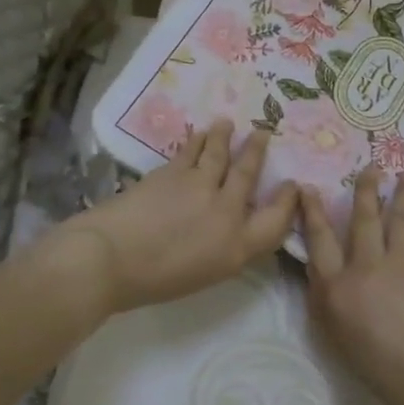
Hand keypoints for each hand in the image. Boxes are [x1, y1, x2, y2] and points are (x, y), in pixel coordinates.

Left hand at [55, 120, 298, 313]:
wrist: (111, 257)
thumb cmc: (153, 281)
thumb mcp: (204, 276)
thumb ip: (223, 249)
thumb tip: (227, 228)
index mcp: (236, 247)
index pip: (276, 221)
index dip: (288, 202)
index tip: (292, 185)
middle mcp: (226, 211)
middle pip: (249, 174)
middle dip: (257, 151)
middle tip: (263, 132)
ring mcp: (201, 186)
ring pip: (220, 152)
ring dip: (225, 136)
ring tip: (227, 123)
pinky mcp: (174, 171)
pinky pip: (192, 150)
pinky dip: (197, 140)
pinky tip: (199, 133)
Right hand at [298, 166, 403, 404]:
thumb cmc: (380, 371)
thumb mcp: (337, 340)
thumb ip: (328, 304)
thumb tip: (322, 277)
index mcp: (337, 287)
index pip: (319, 240)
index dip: (312, 212)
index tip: (307, 187)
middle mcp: (367, 267)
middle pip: (364, 220)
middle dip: (365, 190)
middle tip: (371, 166)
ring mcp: (402, 266)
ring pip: (400, 222)